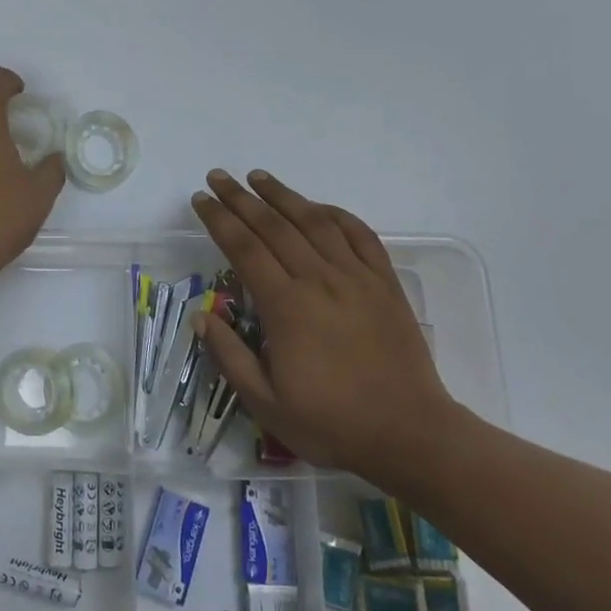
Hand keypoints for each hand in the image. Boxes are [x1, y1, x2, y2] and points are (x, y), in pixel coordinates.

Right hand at [190, 170, 458, 493]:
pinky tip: (318, 206)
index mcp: (286, 306)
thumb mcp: (266, 404)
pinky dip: (336, 214)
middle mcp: (318, 279)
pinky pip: (359, 235)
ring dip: (283, 195)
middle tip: (219, 176)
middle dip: (241, 198)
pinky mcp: (384, 283)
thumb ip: (229, 356)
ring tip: (259, 177)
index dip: (219, 219)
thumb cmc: (332, 423)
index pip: (243, 248)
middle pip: (273, 226)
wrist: (410, 434)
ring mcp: (356, 277)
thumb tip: (200, 316)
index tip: (201, 199)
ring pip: (314, 222)